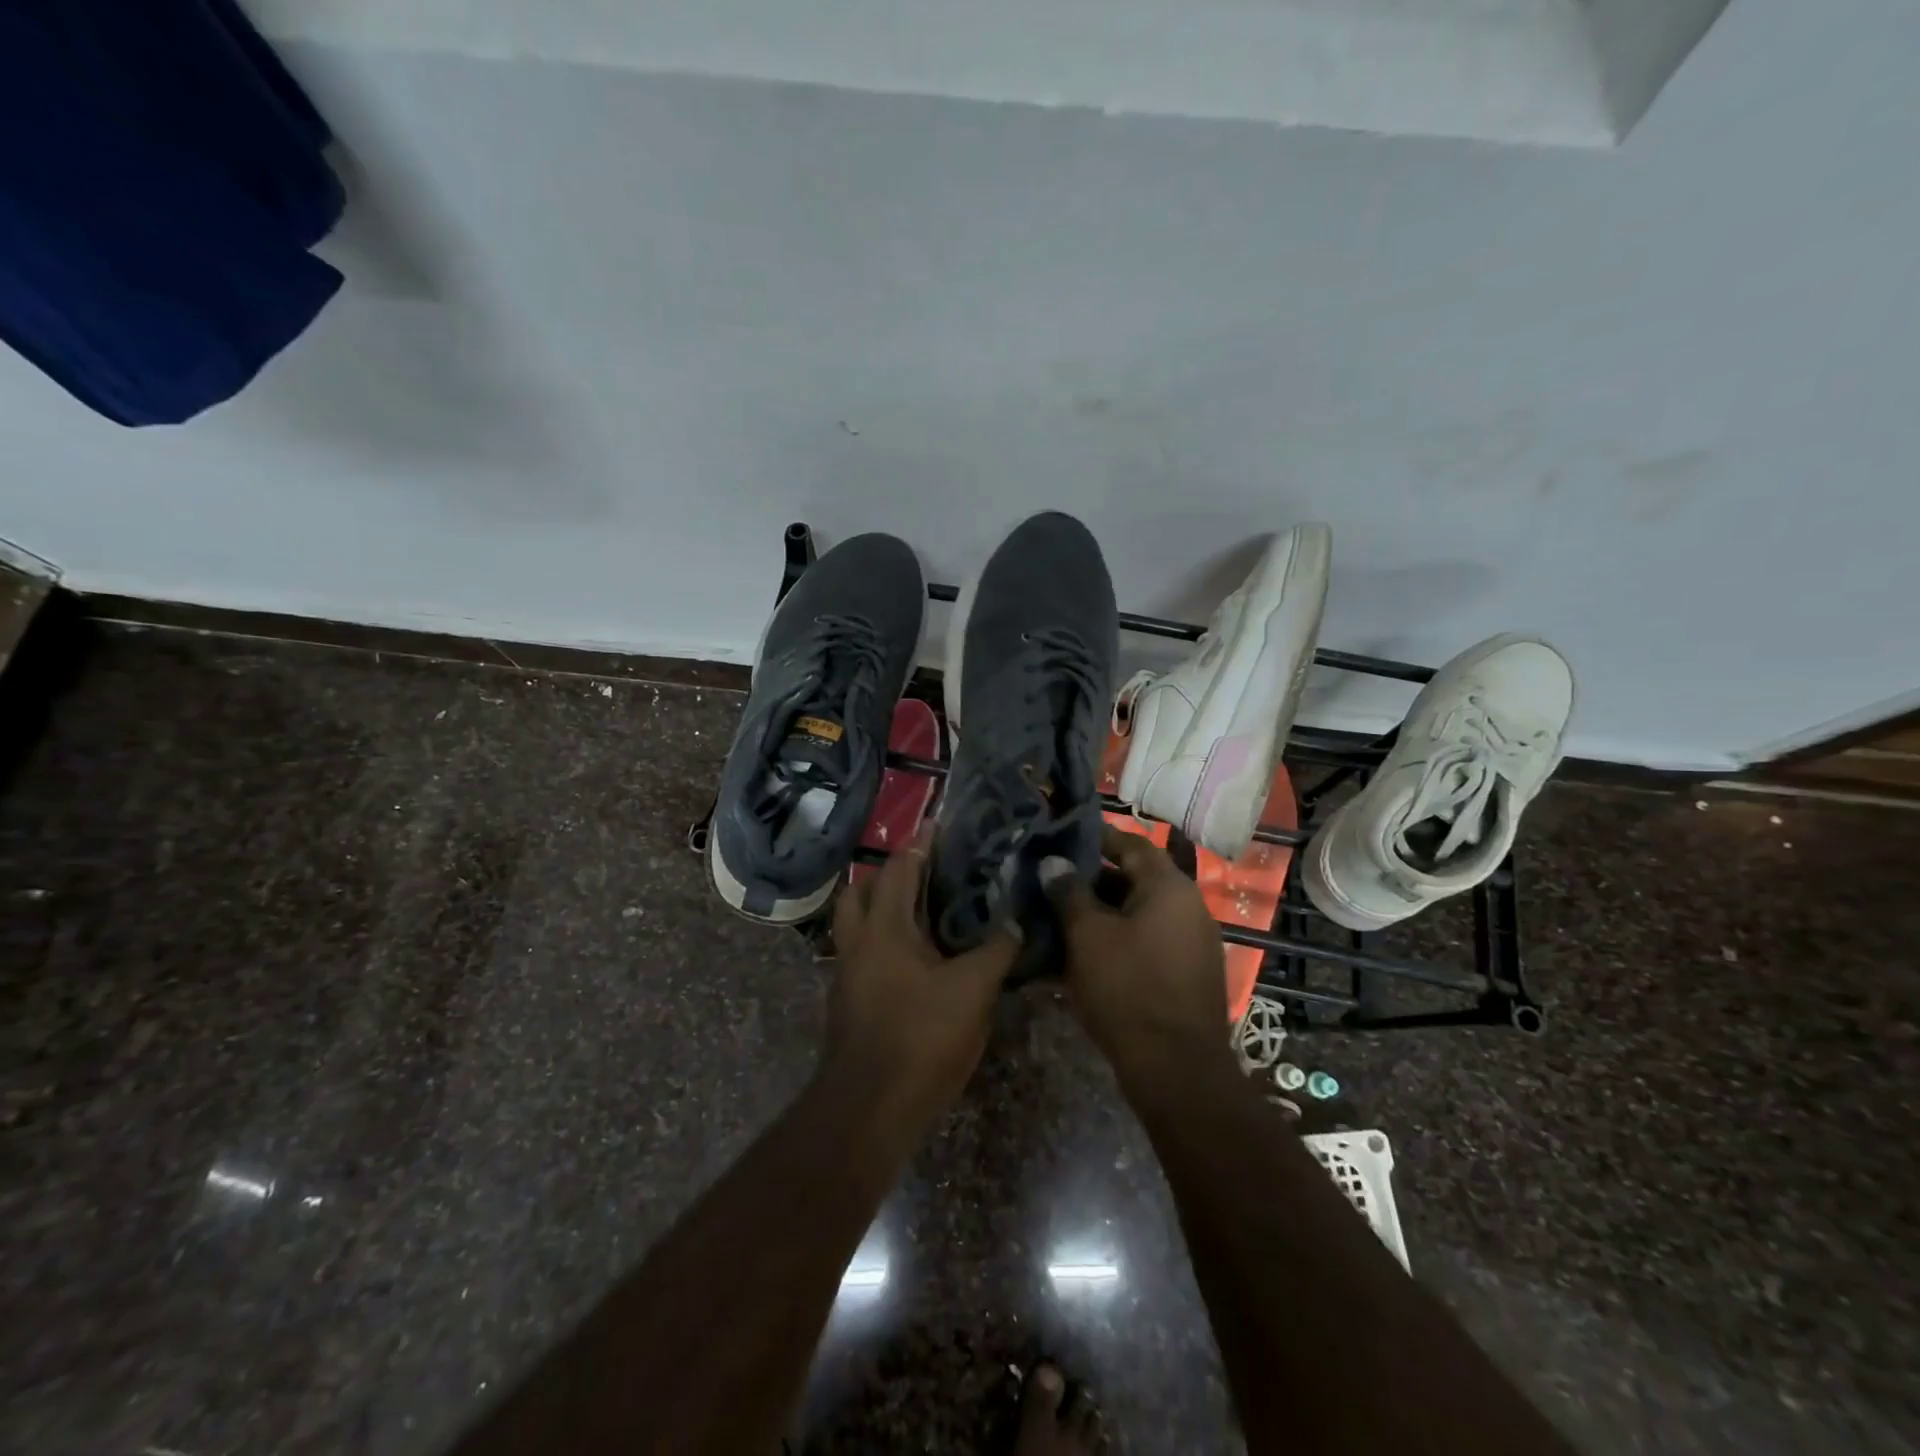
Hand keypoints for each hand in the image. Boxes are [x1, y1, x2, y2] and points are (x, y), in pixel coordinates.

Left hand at [825, 826, 1021, 1122]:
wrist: (871, 1108)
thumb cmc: (921, 1035)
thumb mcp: (973, 989)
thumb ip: (997, 950)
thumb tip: (1017, 921)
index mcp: (884, 927)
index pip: (898, 868)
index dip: (919, 843)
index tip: (939, 825)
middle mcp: (858, 942)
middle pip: (861, 890)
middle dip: (888, 874)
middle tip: (925, 871)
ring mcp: (848, 975)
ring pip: (856, 925)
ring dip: (881, 910)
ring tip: (921, 912)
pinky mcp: (849, 1004)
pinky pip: (863, 956)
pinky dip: (883, 945)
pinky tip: (915, 961)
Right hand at [1041, 824, 1230, 1086]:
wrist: (1177, 1069)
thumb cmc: (1128, 987)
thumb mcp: (1087, 936)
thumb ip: (1069, 893)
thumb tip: (1054, 862)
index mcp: (1169, 887)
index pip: (1130, 843)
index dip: (1095, 837)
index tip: (1062, 835)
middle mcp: (1188, 907)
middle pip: (1135, 879)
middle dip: (1092, 880)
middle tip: (1052, 882)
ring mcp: (1192, 942)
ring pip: (1139, 914)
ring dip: (1102, 914)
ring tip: (1060, 918)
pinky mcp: (1188, 974)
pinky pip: (1148, 942)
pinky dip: (1118, 941)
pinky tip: (1085, 955)